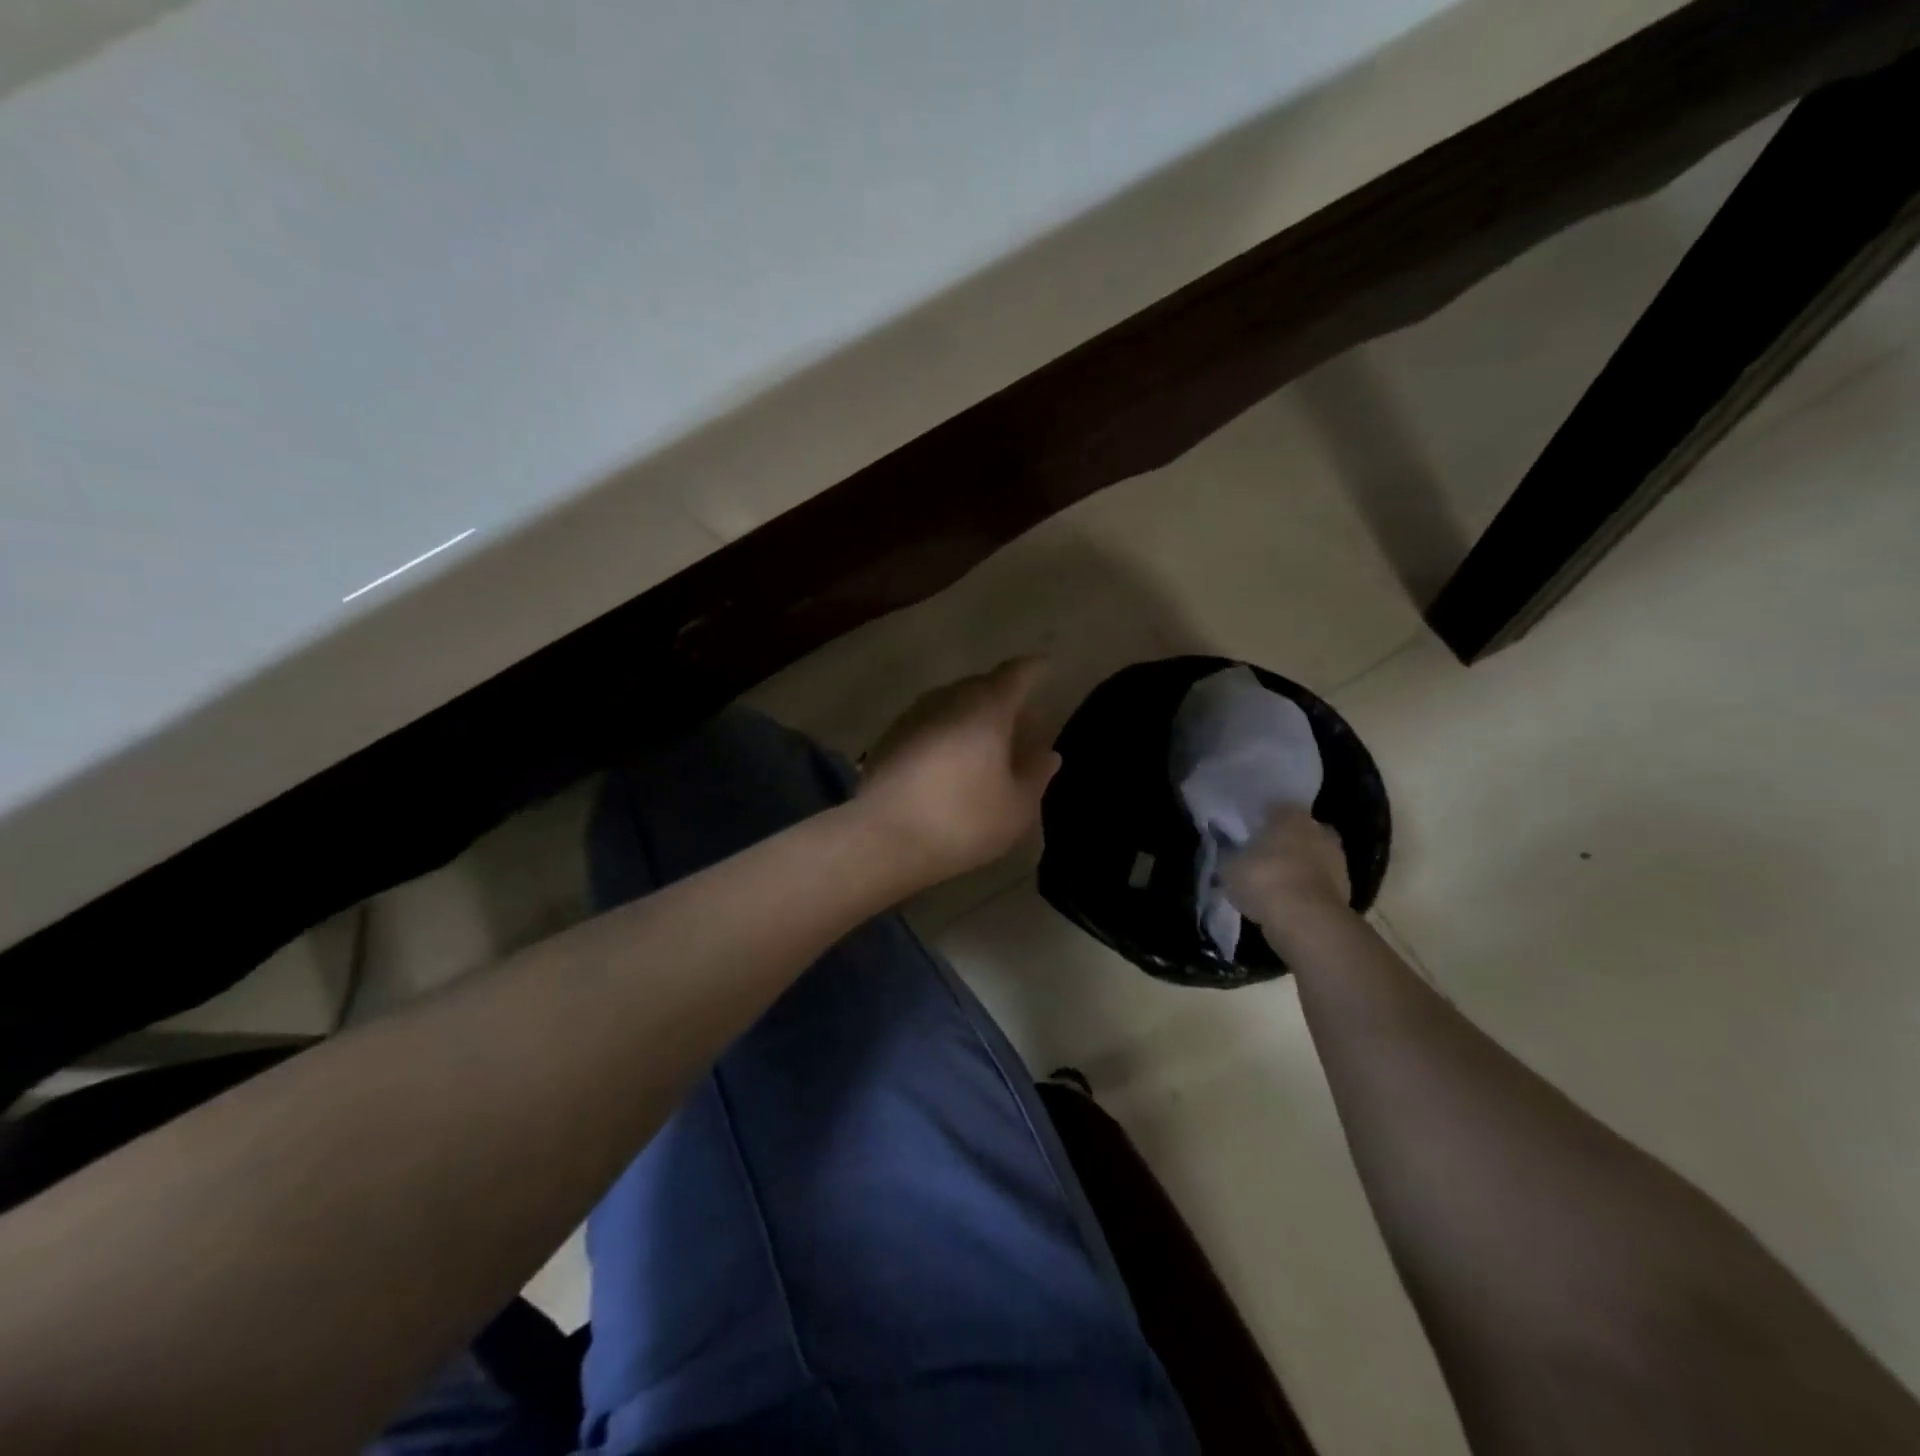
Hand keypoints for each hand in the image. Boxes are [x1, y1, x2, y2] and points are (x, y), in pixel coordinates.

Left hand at [856, 658, 1060, 885]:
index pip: (1017, 674)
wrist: (884, 838)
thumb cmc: (962, 820)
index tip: (1045, 669)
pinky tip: (950, 762)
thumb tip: (1047, 754)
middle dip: (1004, 699)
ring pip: (952, 703)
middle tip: (1022, 725)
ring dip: (972, 717)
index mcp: (987, 707)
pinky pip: (929, 723)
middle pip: (982, 686)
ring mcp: (913, 715)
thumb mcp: (1016, 807)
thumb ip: (1036, 775)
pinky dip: (946, 732)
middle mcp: (948, 699)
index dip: (1034, 670)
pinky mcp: (889, 737)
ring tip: (986, 746)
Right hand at [1223, 807, 1351, 928]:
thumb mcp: (1229, 866)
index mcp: (1291, 815)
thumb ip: (1229, 854)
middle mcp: (1318, 830)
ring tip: (1272, 884)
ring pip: (1309, 858)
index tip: (1243, 835)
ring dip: (1295, 868)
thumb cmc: (1265, 880)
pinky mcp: (1346, 890)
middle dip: (1281, 843)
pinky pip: (1316, 883)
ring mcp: (1337, 860)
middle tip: (1259, 858)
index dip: (1257, 822)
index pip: (1272, 809)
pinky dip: (1304, 890)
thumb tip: (1228, 852)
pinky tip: (1286, 902)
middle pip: (1295, 832)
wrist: (1307, 922)